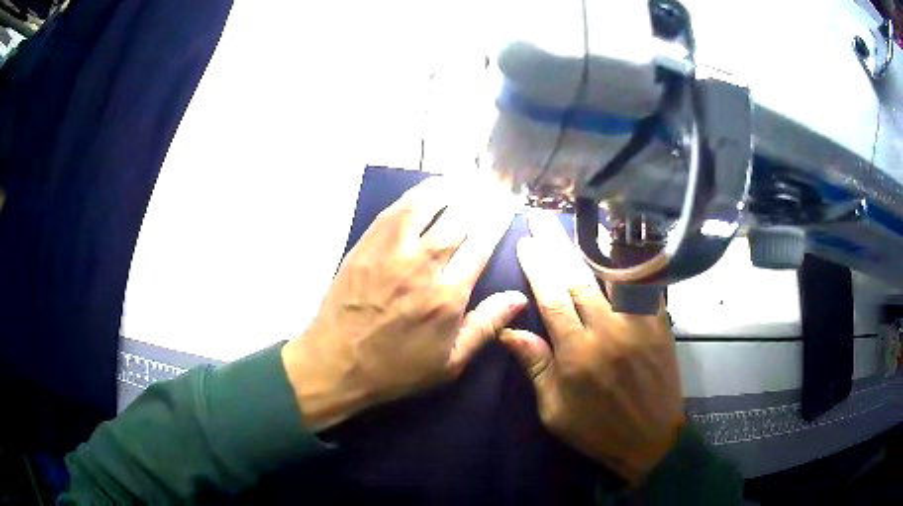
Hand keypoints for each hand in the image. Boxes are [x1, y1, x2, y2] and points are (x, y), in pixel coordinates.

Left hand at [282, 177, 525, 431]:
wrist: (336, 363)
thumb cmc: (396, 369)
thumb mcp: (449, 363)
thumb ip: (485, 327)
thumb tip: (519, 298)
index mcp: (448, 296)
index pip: (482, 244)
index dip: (497, 220)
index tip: (506, 206)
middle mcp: (423, 265)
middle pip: (459, 218)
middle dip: (480, 199)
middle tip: (491, 188)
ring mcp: (391, 251)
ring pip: (427, 205)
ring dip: (450, 189)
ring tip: (464, 181)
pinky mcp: (367, 245)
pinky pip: (396, 210)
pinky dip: (417, 195)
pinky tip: (427, 191)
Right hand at [499, 211, 684, 484]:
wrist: (651, 440)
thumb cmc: (597, 430)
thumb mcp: (555, 411)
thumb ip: (535, 367)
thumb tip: (508, 330)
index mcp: (577, 354)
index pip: (552, 299)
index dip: (537, 269)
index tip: (526, 244)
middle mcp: (608, 331)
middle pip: (578, 279)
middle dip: (557, 247)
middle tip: (542, 221)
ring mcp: (638, 324)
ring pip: (611, 276)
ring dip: (591, 247)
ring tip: (576, 223)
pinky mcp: (660, 324)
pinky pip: (645, 286)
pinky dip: (631, 264)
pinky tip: (621, 246)